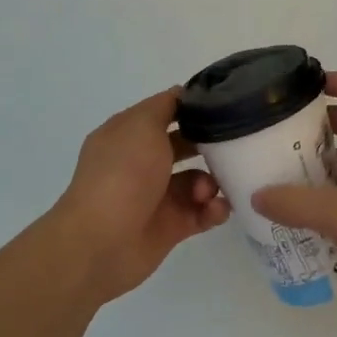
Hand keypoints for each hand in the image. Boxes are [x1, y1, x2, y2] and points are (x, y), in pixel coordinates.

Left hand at [45, 89, 228, 303]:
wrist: (103, 242)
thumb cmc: (123, 174)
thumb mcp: (141, 125)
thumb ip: (165, 106)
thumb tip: (183, 94)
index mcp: (128, 135)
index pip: (164, 113)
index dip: (192, 107)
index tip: (225, 104)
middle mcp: (141, 163)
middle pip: (184, 146)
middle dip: (209, 145)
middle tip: (234, 146)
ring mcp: (156, 196)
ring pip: (198, 180)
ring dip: (212, 182)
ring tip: (209, 190)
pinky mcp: (171, 226)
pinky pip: (202, 212)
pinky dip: (214, 210)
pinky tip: (217, 209)